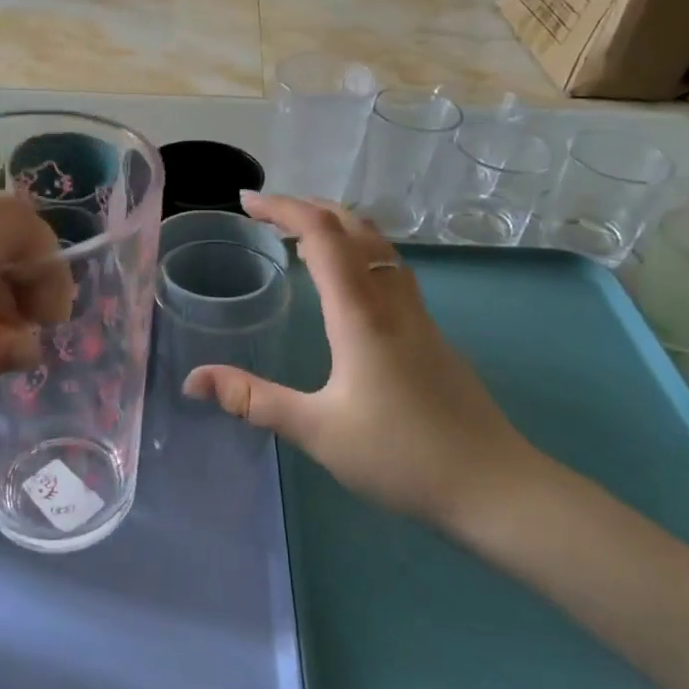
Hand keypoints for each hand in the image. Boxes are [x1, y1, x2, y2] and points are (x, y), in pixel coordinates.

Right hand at [184, 193, 543, 527]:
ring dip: (336, 225)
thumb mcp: (317, 430)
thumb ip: (254, 400)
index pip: (321, 235)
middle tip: (266, 213)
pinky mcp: (429, 333)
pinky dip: (357, 250)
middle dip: (308, 207)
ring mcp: (416, 314)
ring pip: (377, 244)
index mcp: (360, 313)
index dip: (283, 208)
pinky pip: (388, 267)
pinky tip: (345, 282)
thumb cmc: (401, 455)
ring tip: (299, 235)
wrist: (494, 485)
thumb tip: (194, 379)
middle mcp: (390, 300)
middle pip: (353, 226)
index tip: (246, 202)